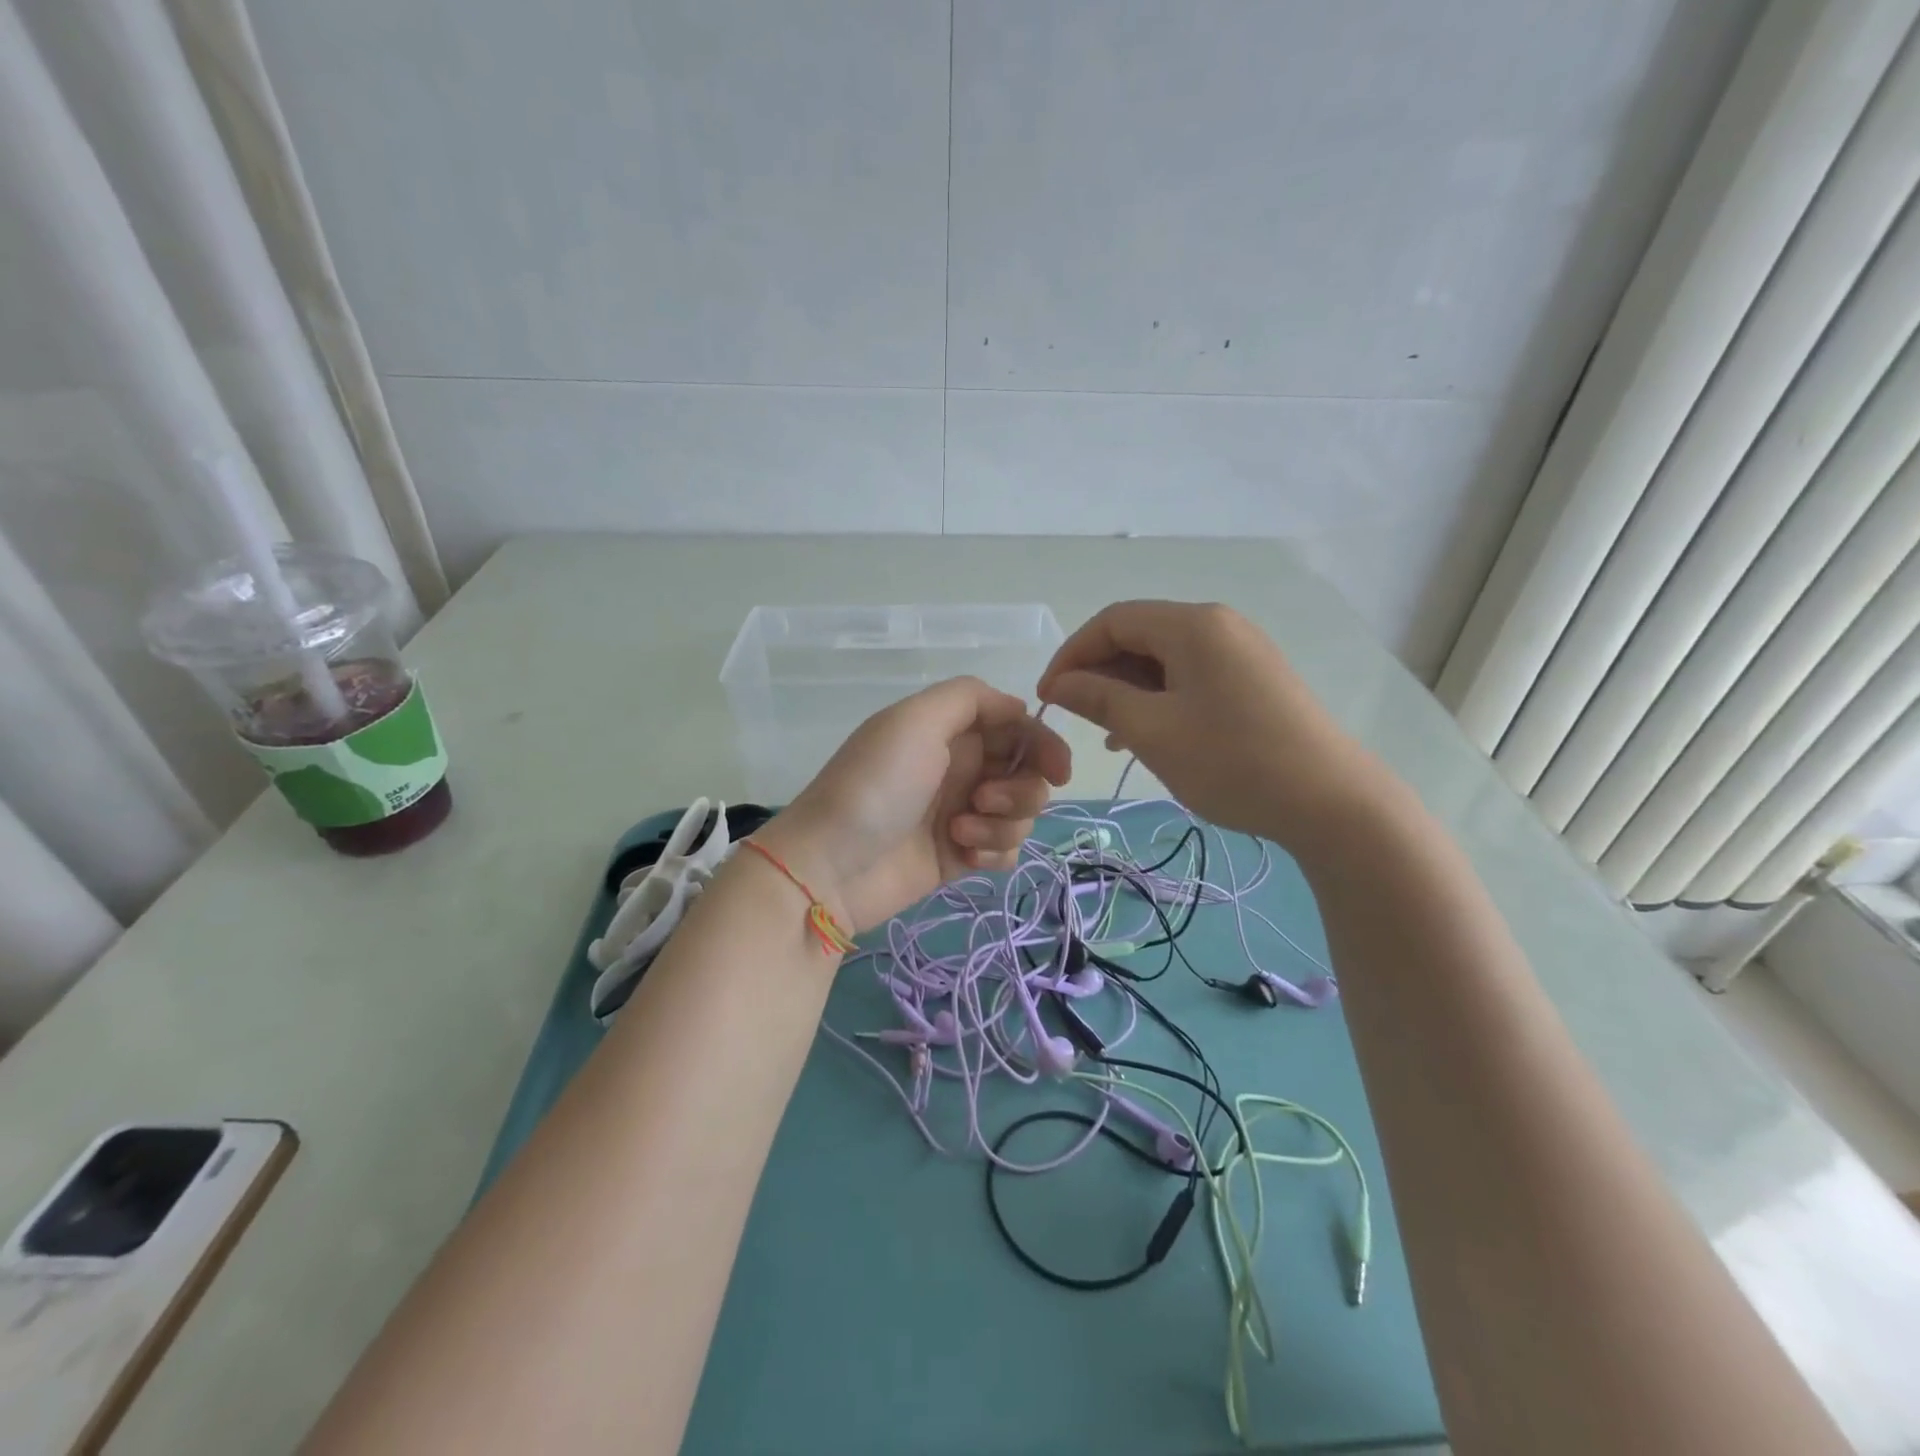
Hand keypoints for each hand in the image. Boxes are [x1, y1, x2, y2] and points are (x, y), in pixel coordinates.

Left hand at [755, 677, 1071, 932]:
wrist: (830, 867)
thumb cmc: (876, 785)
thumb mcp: (915, 719)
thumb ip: (970, 698)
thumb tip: (1019, 707)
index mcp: (950, 731)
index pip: (1016, 727)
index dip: (1043, 743)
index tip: (1058, 769)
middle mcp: (961, 768)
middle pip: (1027, 771)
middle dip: (1021, 788)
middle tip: (983, 800)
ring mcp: (962, 813)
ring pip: (1021, 813)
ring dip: (1002, 823)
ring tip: (959, 831)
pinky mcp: (960, 856)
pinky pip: (1005, 850)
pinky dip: (994, 852)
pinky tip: (964, 857)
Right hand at [1036, 600, 1384, 846]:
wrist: (1332, 802)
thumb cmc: (1232, 762)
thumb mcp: (1153, 731)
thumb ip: (1099, 699)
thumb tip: (1060, 684)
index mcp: (1193, 625)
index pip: (1113, 621)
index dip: (1072, 654)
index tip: (1048, 697)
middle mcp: (1219, 625)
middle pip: (1140, 635)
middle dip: (1100, 672)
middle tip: (1077, 718)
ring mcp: (1242, 651)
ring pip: (1165, 659)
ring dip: (1128, 689)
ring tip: (1109, 735)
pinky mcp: (1256, 678)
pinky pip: (1192, 676)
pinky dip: (1161, 698)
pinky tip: (1149, 734)